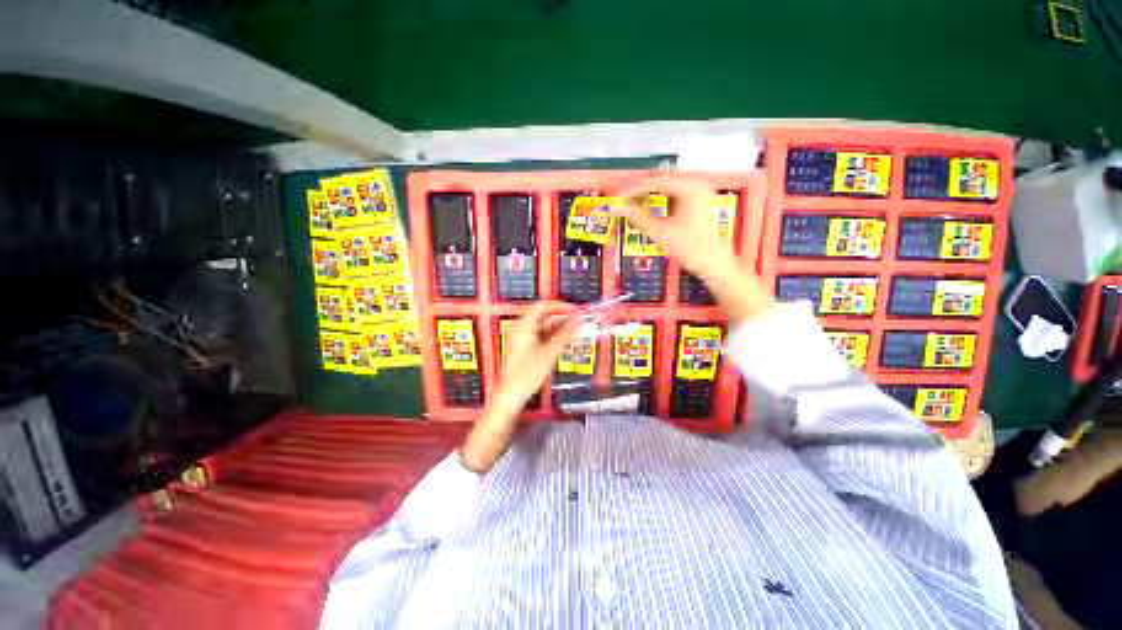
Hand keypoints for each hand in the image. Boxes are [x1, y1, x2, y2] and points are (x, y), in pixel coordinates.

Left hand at [460, 302, 578, 472]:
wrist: (511, 395)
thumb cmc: (529, 372)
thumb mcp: (549, 351)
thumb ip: (565, 333)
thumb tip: (578, 318)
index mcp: (524, 325)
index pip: (541, 306)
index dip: (558, 305)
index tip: (574, 309)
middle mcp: (521, 329)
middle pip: (542, 316)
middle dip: (560, 317)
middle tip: (578, 322)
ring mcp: (522, 339)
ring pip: (542, 327)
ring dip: (557, 328)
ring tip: (574, 331)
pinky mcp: (524, 349)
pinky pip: (540, 337)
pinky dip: (552, 337)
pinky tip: (563, 342)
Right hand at [614, 172, 776, 321]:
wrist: (714, 262)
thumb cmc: (691, 248)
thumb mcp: (660, 232)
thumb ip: (637, 217)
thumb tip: (619, 207)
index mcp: (690, 187)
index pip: (655, 181)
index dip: (634, 188)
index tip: (620, 195)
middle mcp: (696, 184)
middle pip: (661, 179)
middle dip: (641, 189)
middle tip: (624, 198)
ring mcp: (699, 191)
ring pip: (667, 185)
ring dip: (650, 193)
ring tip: (634, 202)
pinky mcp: (698, 200)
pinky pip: (674, 193)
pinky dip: (660, 198)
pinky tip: (650, 207)